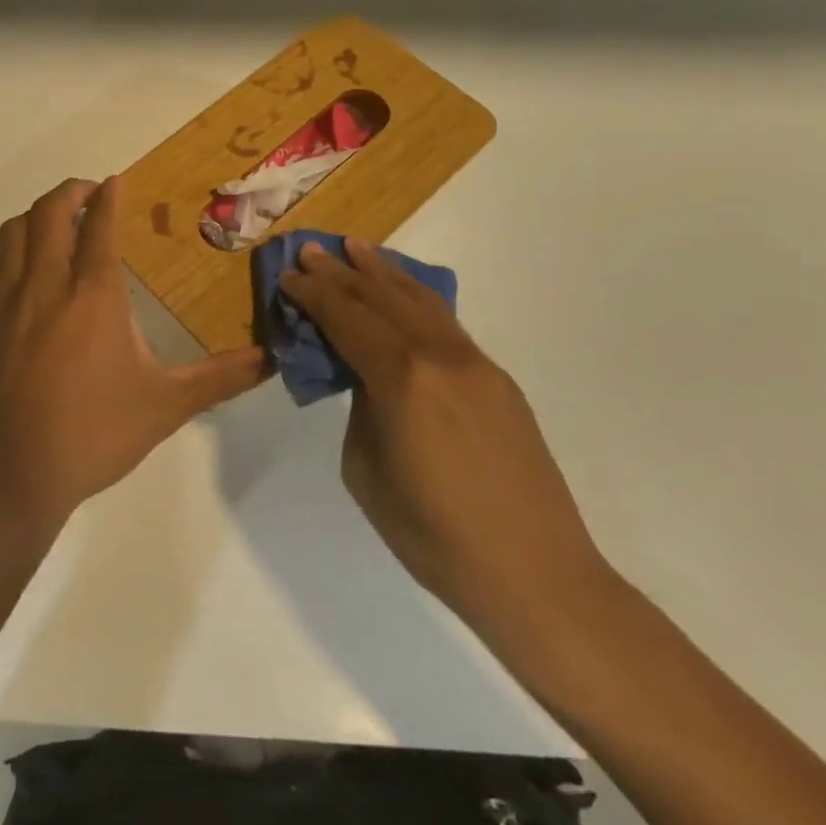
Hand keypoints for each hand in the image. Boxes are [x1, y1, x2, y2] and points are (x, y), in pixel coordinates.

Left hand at [0, 176, 266, 537]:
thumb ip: (220, 378)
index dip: (108, 197)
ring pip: (12, 233)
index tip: (115, 182)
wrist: (14, 476)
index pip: (100, 225)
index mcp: (94, 294)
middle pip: (50, 211)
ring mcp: (5, 302)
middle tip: (87, 195)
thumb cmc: (95, 435)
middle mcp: (47, 284)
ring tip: (53, 225)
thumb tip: (270, 360)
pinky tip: (10, 275)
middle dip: (70, 192)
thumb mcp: (166, 405)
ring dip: (34, 218)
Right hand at [279, 237, 609, 631]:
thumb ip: (362, 409)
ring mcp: (476, 364)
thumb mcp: (366, 471)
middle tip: (311, 250)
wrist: (536, 576)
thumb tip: (367, 379)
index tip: (288, 275)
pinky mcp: (498, 380)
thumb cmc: (435, 537)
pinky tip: (403, 292)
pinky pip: (446, 323)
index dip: (313, 294)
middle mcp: (440, 356)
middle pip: (381, 298)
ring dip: (383, 272)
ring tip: (356, 248)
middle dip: (341, 271)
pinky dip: (416, 297)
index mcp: (402, 379)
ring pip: (420, 300)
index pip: (347, 319)